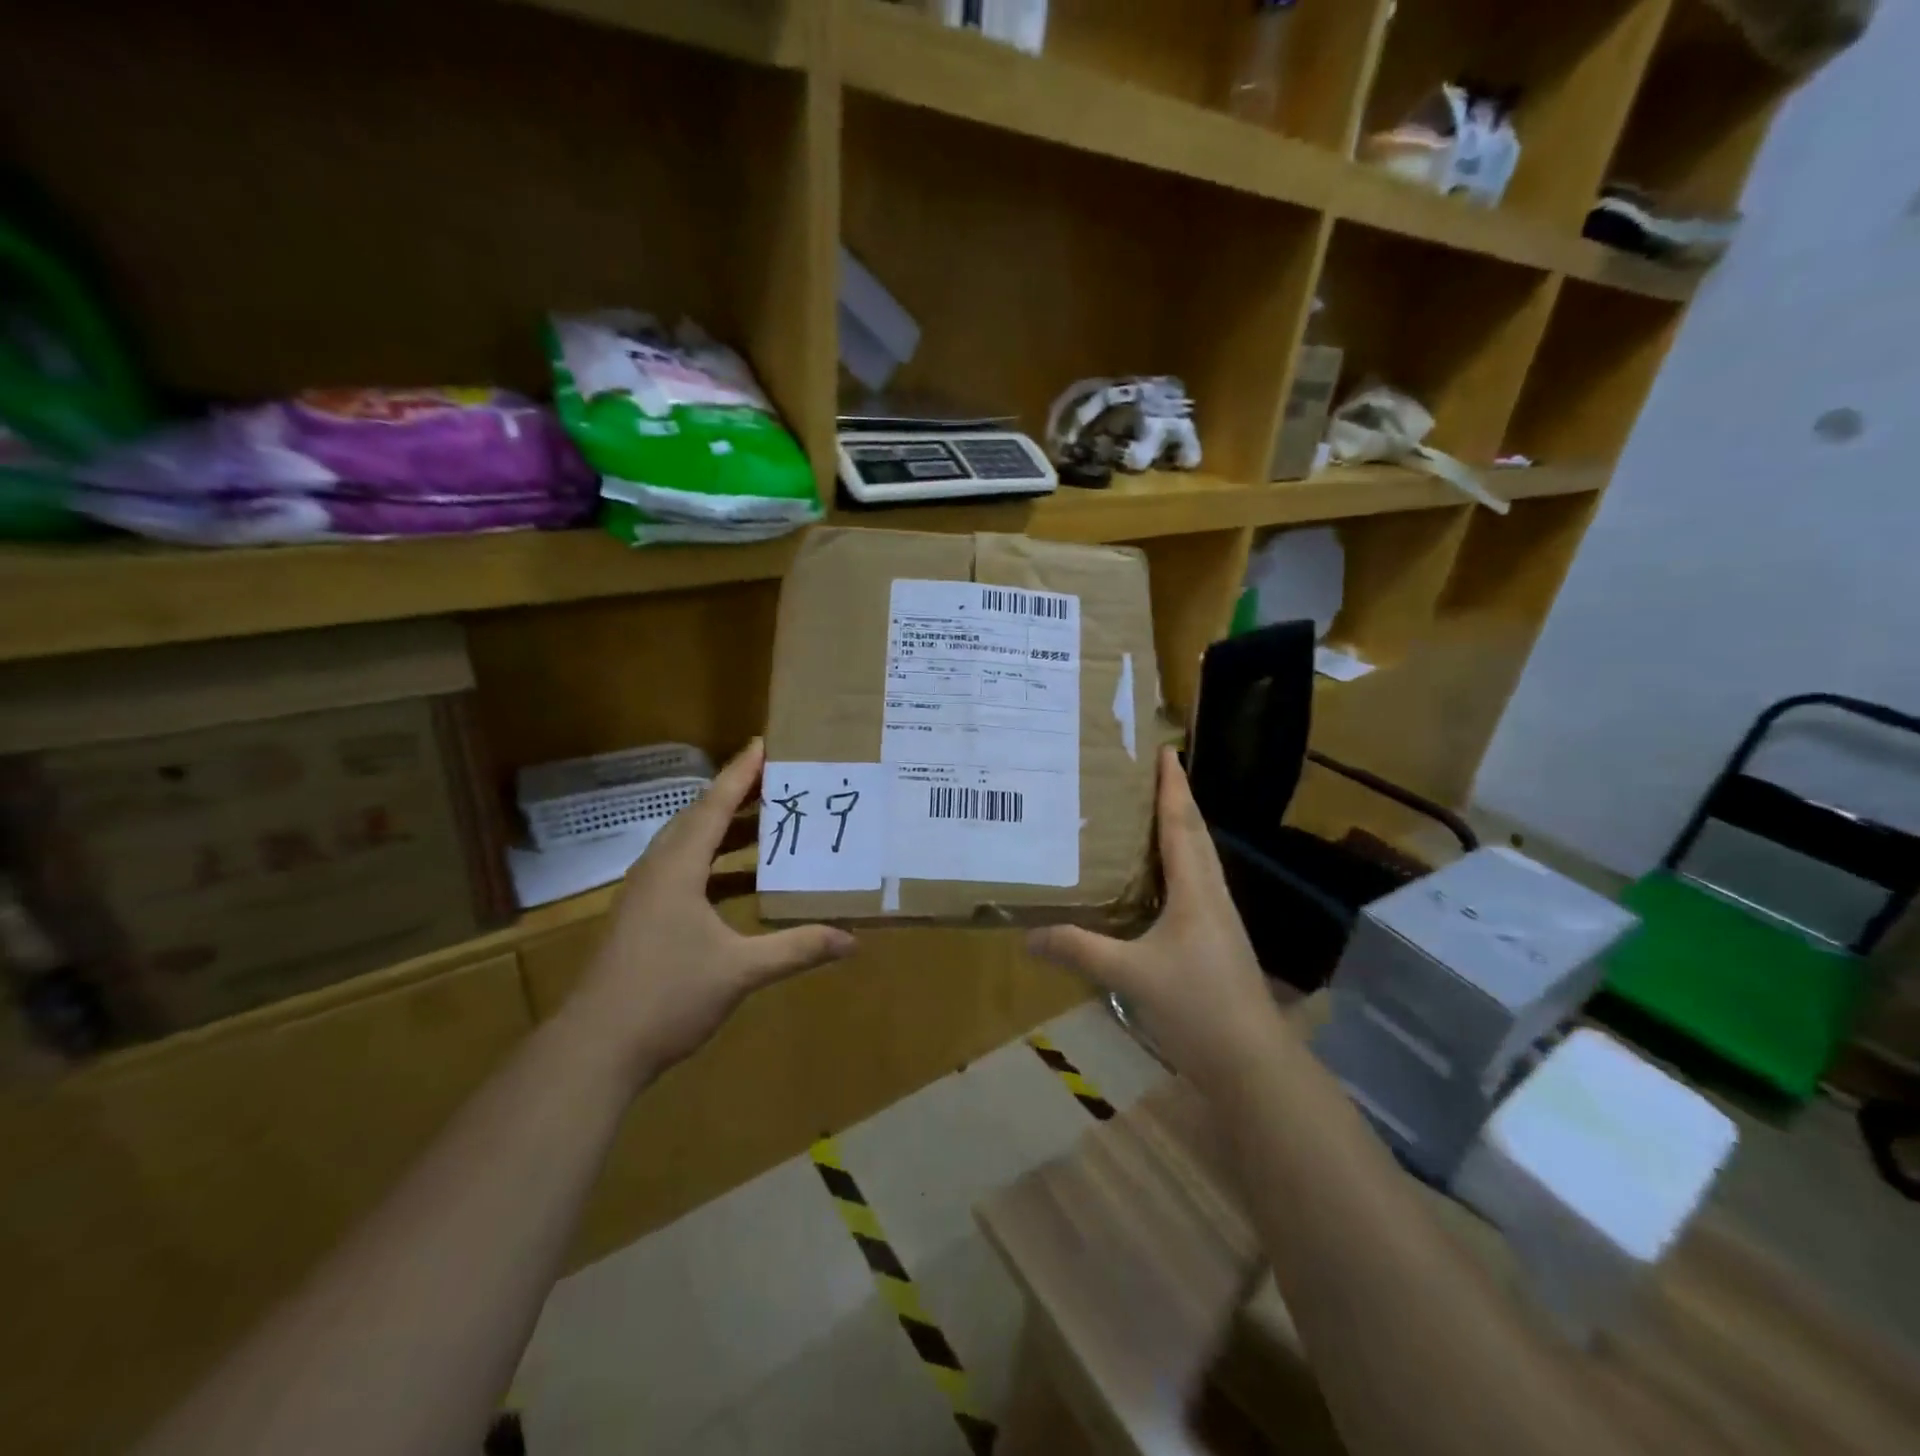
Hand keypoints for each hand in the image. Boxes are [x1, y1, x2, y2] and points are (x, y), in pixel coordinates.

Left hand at [565, 739, 856, 1078]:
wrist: (595, 1049)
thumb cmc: (667, 996)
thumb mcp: (740, 971)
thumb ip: (796, 949)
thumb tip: (852, 941)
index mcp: (677, 868)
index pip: (714, 806)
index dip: (740, 774)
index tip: (765, 744)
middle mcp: (658, 870)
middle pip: (699, 819)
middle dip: (738, 797)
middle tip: (779, 781)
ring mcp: (645, 895)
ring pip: (689, 847)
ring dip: (726, 832)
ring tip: (768, 823)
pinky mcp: (642, 917)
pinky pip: (684, 872)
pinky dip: (716, 866)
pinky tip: (742, 882)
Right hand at [1027, 746, 1284, 1083]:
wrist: (1252, 1062)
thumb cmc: (1197, 1006)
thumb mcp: (1130, 975)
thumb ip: (1079, 951)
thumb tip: (1028, 936)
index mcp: (1195, 890)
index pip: (1182, 823)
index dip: (1172, 786)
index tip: (1164, 750)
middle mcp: (1211, 894)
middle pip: (1196, 834)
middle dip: (1176, 798)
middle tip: (1150, 771)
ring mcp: (1218, 918)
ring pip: (1199, 859)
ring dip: (1180, 829)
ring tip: (1149, 812)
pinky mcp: (1217, 939)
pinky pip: (1196, 884)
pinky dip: (1178, 864)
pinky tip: (1158, 878)